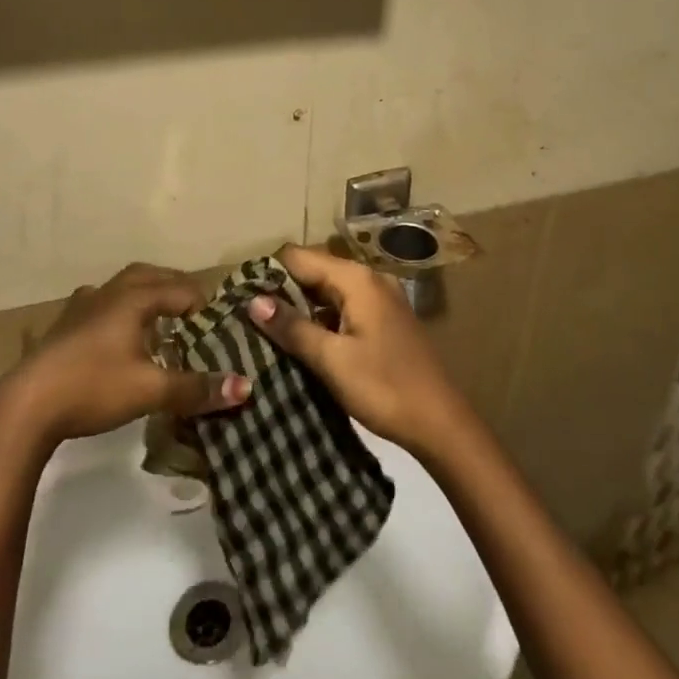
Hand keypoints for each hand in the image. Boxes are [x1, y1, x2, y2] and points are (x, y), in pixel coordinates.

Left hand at [0, 263, 251, 448]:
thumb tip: (247, 386)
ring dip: (143, 295)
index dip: (204, 305)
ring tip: (157, 319)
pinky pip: (99, 305)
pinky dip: (116, 311)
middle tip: (193, 311)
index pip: (181, 289)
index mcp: (134, 298)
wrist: (23, 408)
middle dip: (174, 288)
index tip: (218, 326)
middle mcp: (108, 293)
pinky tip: (115, 336)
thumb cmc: (92, 388)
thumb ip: (197, 388)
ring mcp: (80, 308)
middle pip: (149, 276)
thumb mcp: (150, 391)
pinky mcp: (61, 327)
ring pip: (120, 287)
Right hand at [248, 244, 474, 459]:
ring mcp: (379, 299)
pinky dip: (320, 320)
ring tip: (264, 330)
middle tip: (246, 317)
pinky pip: (343, 308)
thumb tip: (253, 301)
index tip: (239, 296)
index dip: (269, 273)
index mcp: (356, 279)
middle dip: (282, 291)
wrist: (439, 421)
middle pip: (314, 271)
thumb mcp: (332, 359)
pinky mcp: (384, 321)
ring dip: (300, 308)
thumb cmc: (383, 386)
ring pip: (328, 292)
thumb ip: (293, 327)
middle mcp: (369, 279)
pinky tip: (300, 343)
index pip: (300, 257)